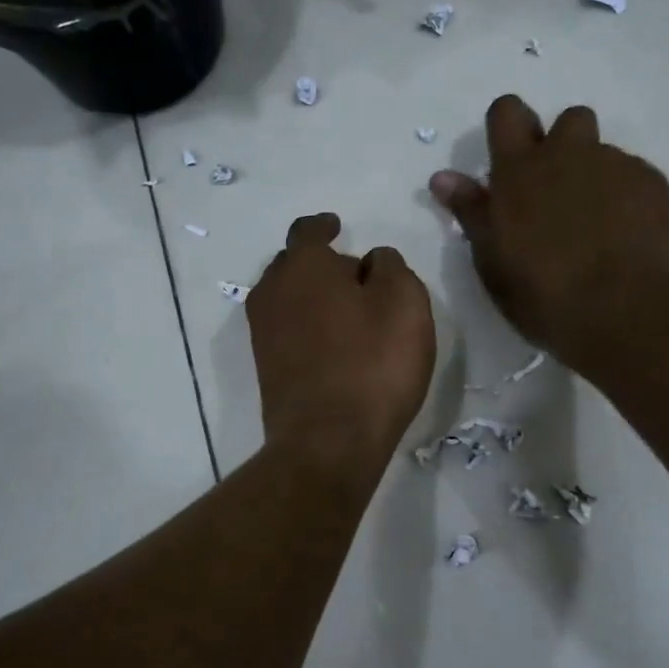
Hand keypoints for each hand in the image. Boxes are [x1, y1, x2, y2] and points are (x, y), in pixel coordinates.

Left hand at [248, 213, 436, 471]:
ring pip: (288, 298)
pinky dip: (307, 326)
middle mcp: (272, 292)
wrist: (328, 442)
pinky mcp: (266, 368)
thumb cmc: (373, 363)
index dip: (325, 226)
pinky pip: (287, 330)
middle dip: (322, 264)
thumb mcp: (405, 301)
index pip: (308, 230)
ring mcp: (263, 333)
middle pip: (294, 265)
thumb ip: (390, 266)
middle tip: (356, 278)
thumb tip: (371, 262)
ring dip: (314, 297)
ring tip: (348, 313)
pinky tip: (333, 344)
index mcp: (303, 266)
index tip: (338, 227)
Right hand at [429, 95, 668, 355]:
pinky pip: (635, 178)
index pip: (507, 112)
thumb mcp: (491, 259)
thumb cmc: (541, 291)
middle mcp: (568, 154)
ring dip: (596, 175)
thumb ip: (470, 211)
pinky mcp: (652, 184)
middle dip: (564, 145)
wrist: (620, 307)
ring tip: (596, 223)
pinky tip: (626, 237)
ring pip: (604, 153)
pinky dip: (627, 199)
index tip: (511, 157)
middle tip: (559, 193)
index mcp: (520, 170)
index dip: (508, 126)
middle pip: (568, 119)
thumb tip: (442, 177)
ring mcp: (615, 165)